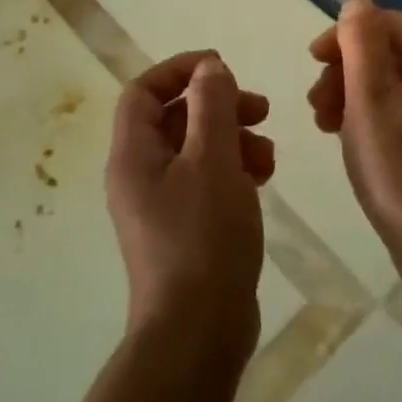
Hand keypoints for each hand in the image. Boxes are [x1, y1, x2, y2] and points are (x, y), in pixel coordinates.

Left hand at [107, 51, 274, 363]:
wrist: (197, 333)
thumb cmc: (202, 237)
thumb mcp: (212, 160)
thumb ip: (211, 106)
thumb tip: (209, 68)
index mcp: (132, 155)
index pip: (144, 91)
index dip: (179, 70)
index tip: (221, 67)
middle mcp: (139, 176)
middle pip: (174, 119)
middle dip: (218, 106)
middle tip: (260, 109)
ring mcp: (161, 206)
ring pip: (195, 150)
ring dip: (232, 139)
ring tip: (268, 155)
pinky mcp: (184, 230)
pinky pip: (205, 181)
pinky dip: (233, 170)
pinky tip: (263, 178)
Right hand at [307, 0, 401, 266]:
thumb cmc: (400, 168)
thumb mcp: (371, 97)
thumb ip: (362, 43)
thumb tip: (358, 2)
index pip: (387, 23)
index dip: (346, 34)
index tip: (313, 61)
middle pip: (386, 52)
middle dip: (344, 68)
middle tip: (316, 103)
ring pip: (387, 84)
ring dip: (349, 93)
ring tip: (323, 124)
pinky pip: (395, 111)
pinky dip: (365, 116)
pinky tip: (345, 139)